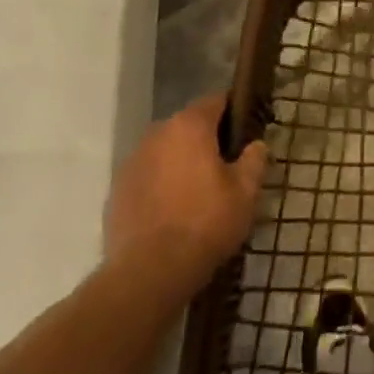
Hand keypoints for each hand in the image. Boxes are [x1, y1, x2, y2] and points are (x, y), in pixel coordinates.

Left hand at [106, 93, 268, 297]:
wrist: (148, 272)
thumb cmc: (205, 223)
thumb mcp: (244, 193)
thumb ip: (254, 160)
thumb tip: (256, 144)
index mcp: (190, 126)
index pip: (216, 101)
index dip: (234, 111)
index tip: (245, 131)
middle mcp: (158, 133)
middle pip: (188, 125)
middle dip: (206, 140)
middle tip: (225, 166)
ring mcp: (133, 161)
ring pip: (165, 151)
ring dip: (180, 162)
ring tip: (197, 192)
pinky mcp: (117, 190)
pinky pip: (147, 176)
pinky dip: (160, 184)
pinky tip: (172, 211)